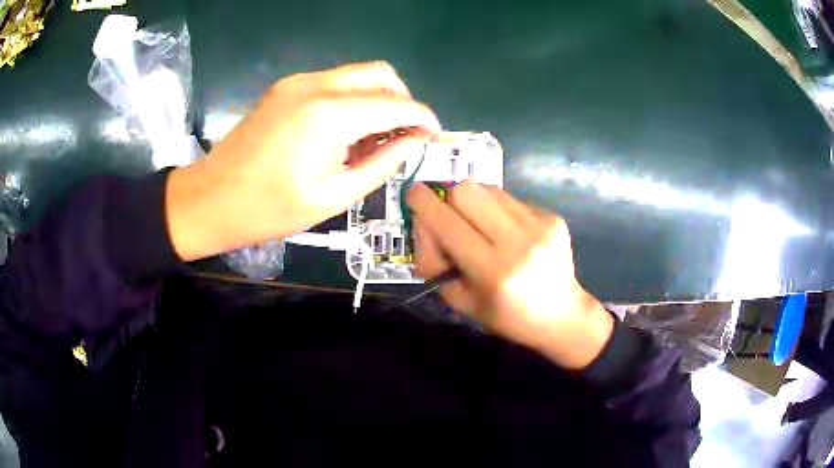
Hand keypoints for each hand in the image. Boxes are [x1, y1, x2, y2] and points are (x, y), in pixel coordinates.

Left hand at [167, 62, 440, 260]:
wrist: (210, 198)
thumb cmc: (268, 209)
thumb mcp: (333, 196)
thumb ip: (381, 164)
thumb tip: (413, 142)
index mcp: (329, 115)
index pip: (396, 103)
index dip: (424, 118)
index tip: (436, 137)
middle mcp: (317, 85)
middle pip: (381, 74)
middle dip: (403, 101)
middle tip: (405, 136)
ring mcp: (298, 81)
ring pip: (359, 74)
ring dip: (379, 99)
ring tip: (376, 139)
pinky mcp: (286, 87)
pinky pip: (336, 82)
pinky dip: (354, 100)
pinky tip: (347, 131)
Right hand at [407, 181, 613, 369]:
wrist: (562, 315)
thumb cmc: (507, 317)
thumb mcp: (461, 301)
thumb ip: (436, 262)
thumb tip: (426, 221)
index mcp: (493, 272)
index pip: (448, 225)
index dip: (425, 205)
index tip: (413, 192)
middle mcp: (518, 242)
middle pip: (467, 191)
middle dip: (449, 199)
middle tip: (451, 217)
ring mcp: (539, 225)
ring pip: (489, 189)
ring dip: (474, 202)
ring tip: (481, 225)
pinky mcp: (552, 217)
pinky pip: (510, 198)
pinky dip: (498, 209)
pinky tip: (508, 232)